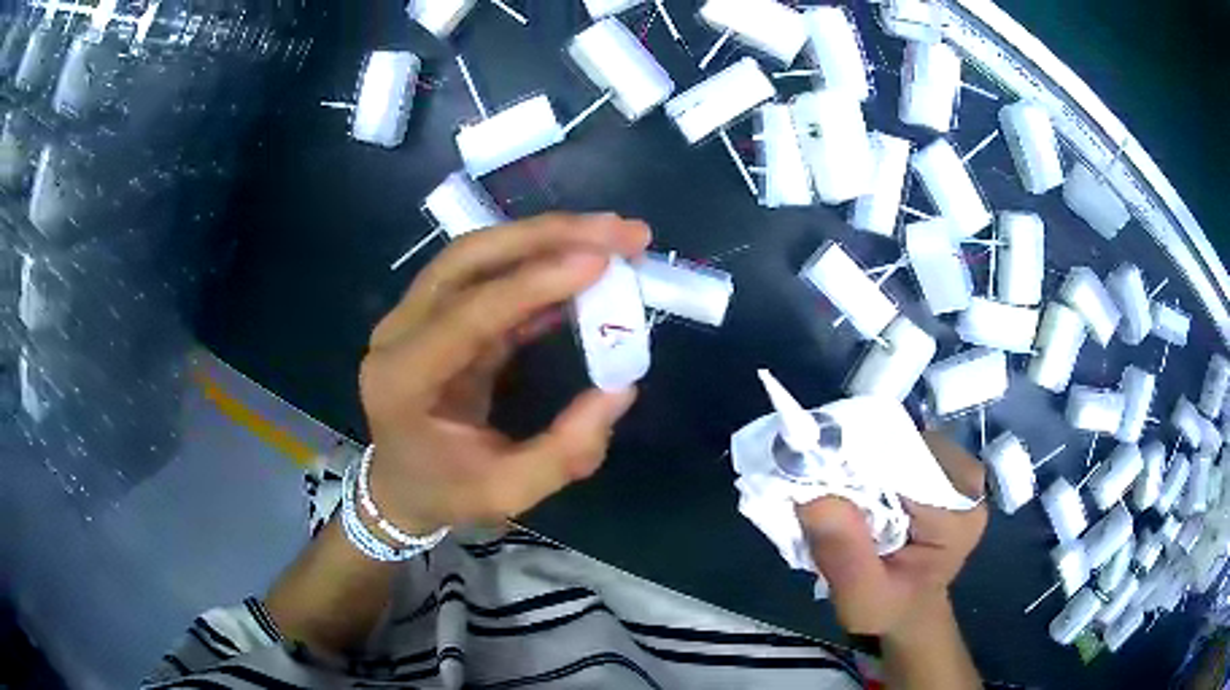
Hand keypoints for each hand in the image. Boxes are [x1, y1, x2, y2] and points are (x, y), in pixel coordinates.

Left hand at [359, 213, 651, 534]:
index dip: (534, 283)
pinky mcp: (436, 312)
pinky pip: (488, 275)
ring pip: (478, 254)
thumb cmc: (445, 492)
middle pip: (469, 258)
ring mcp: (412, 316)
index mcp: (403, 379)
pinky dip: (538, 264)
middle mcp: (399, 332)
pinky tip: (583, 266)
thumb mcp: (507, 491)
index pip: (468, 315)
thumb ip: (565, 451)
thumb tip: (622, 388)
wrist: (398, 485)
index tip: (601, 262)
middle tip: (622, 233)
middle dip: (548, 236)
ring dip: (546, 237)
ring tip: (612, 237)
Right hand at [795, 431, 987, 638]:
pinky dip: (870, 458)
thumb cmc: (889, 608)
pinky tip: (852, 482)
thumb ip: (844, 555)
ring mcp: (956, 468)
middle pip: (906, 446)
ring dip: (862, 456)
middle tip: (815, 478)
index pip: (909, 470)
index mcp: (959, 516)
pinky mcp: (941, 465)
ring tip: (832, 483)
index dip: (861, 464)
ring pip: (901, 439)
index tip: (814, 472)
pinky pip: (901, 445)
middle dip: (858, 458)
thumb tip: (812, 498)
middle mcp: (967, 482)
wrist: (909, 609)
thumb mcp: (861, 598)